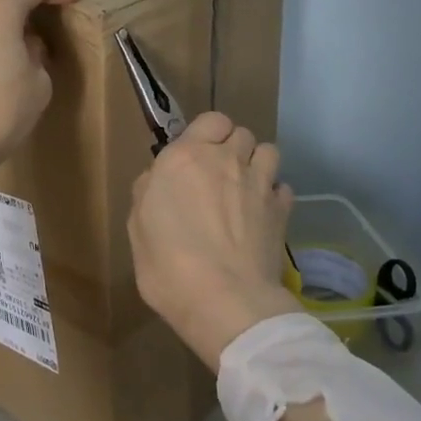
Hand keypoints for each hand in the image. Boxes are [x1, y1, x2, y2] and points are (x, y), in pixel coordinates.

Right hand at [129, 111, 300, 369]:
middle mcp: (226, 159)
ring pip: (269, 151)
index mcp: (186, 157)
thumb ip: (148, 191)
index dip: (207, 134)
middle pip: (241, 133)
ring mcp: (259, 183)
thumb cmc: (168, 264)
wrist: (224, 300)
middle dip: (232, 148)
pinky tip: (263, 214)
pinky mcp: (282, 210)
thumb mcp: (137, 227)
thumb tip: (159, 179)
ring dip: (258, 164)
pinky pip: (283, 187)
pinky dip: (274, 195)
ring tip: (246, 189)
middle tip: (220, 175)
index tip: (196, 156)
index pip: (211, 120)